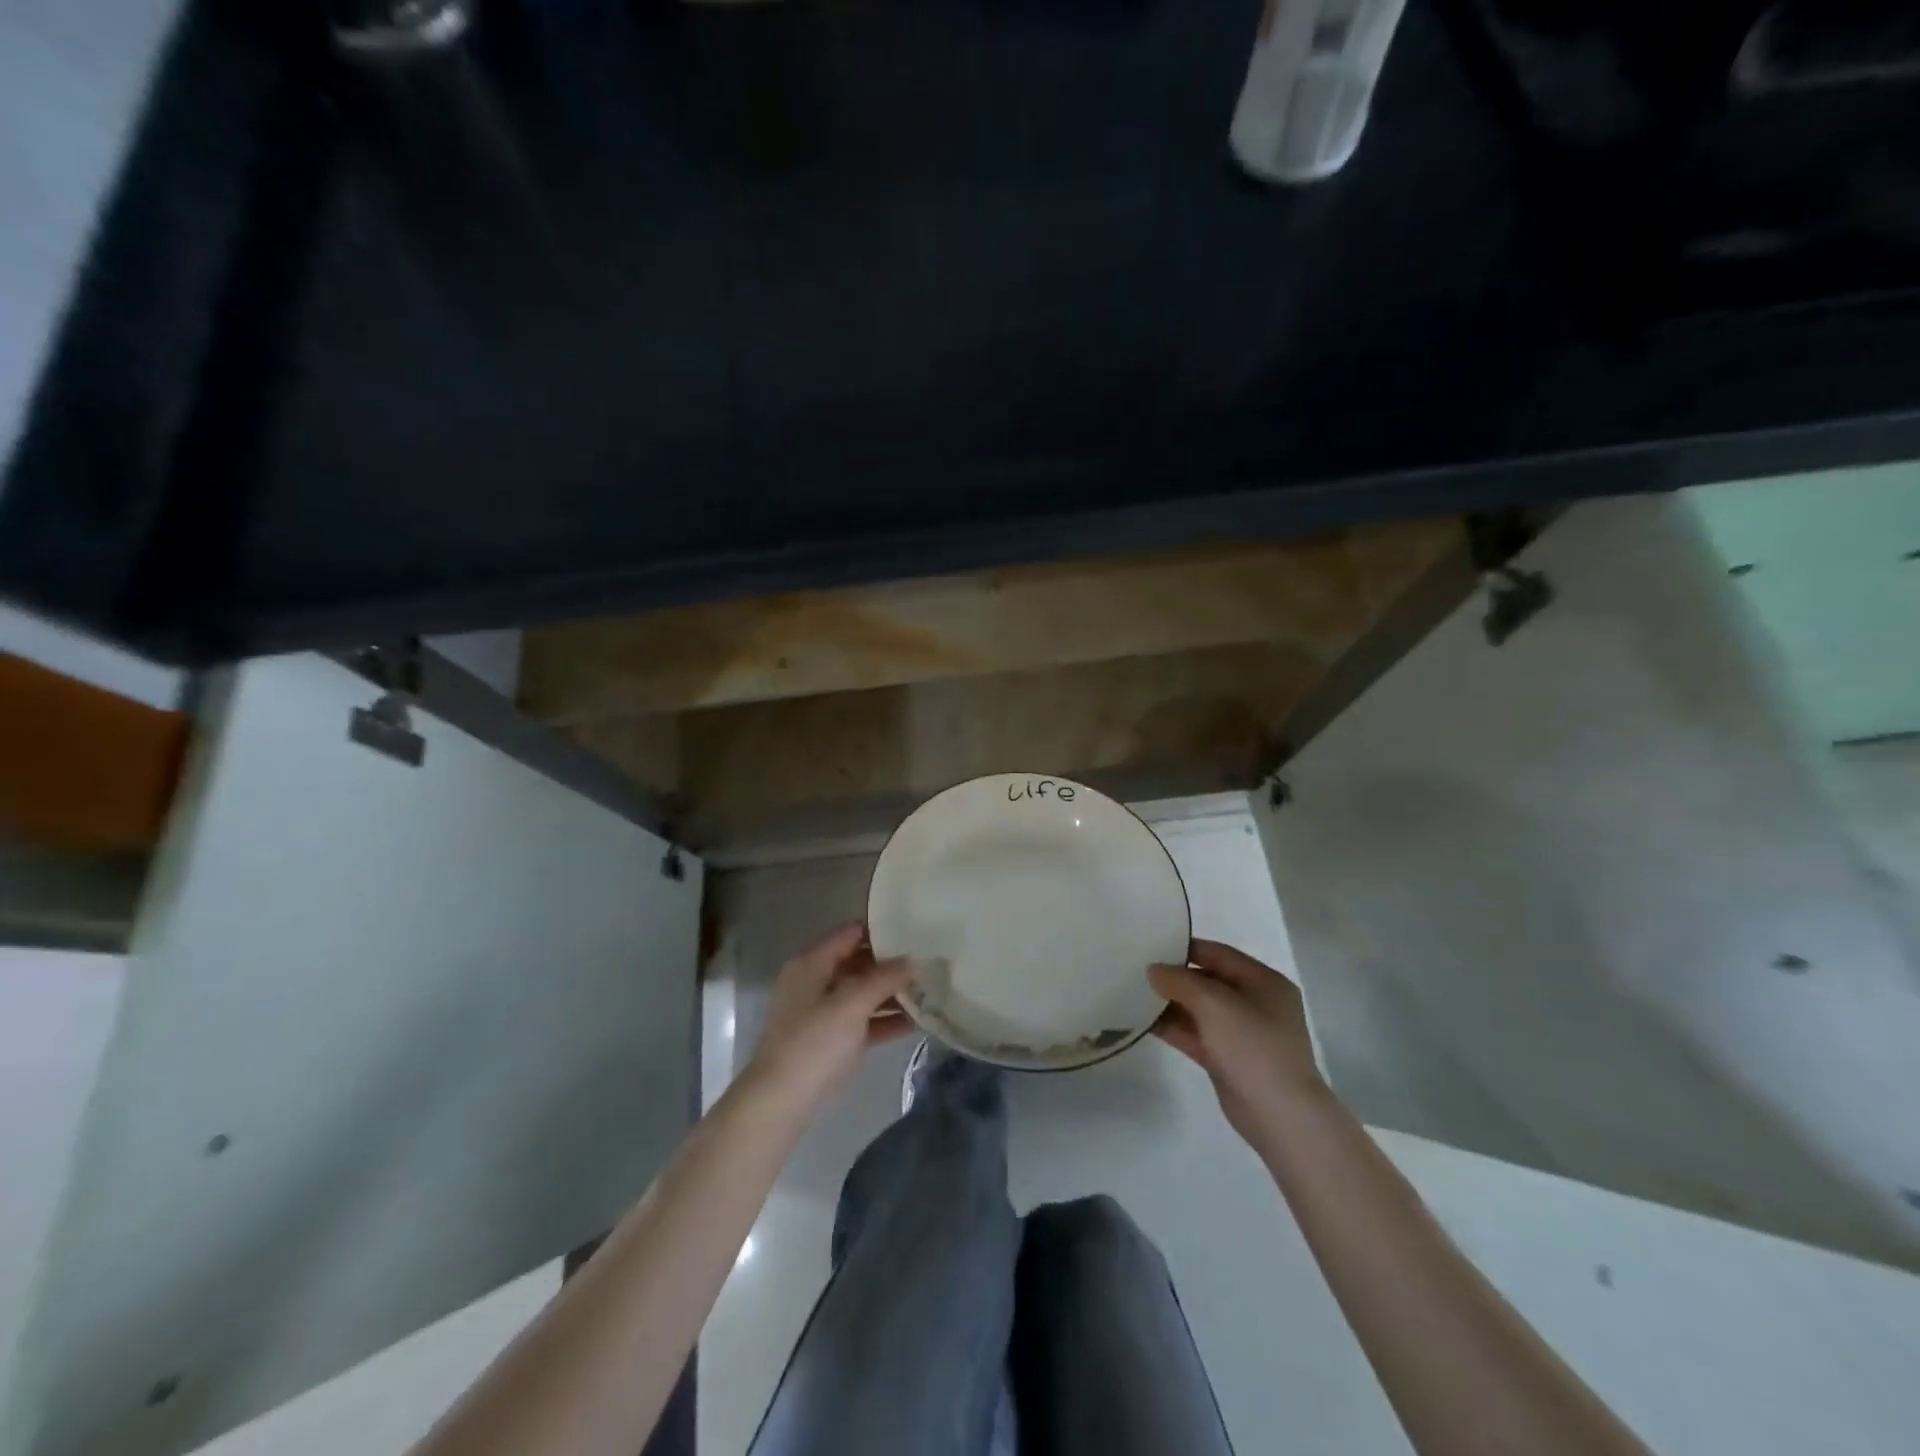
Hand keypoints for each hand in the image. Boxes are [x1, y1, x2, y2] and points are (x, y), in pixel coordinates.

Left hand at [743, 923, 914, 1117]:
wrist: (781, 1101)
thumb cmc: (814, 1042)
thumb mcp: (852, 1004)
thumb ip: (883, 978)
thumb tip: (912, 961)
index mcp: (812, 963)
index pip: (850, 932)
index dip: (881, 929)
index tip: (915, 930)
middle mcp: (816, 981)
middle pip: (859, 962)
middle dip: (892, 964)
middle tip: (928, 962)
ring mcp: (823, 1012)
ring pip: (863, 993)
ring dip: (892, 993)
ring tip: (929, 991)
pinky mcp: (831, 1040)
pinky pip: (863, 1021)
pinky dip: (885, 1020)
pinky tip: (916, 1022)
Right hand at [1150, 939, 1328, 1146]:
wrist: (1278, 1114)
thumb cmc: (1253, 1045)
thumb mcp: (1214, 1003)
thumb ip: (1180, 981)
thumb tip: (1153, 970)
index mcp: (1264, 981)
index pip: (1219, 954)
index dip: (1186, 948)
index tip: (1152, 945)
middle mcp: (1254, 1003)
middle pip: (1208, 981)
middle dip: (1175, 977)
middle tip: (1137, 969)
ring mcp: (1241, 1033)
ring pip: (1199, 1009)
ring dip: (1170, 1003)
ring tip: (1133, 992)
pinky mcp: (1227, 1058)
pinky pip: (1195, 1034)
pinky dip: (1173, 1027)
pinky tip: (1142, 1021)